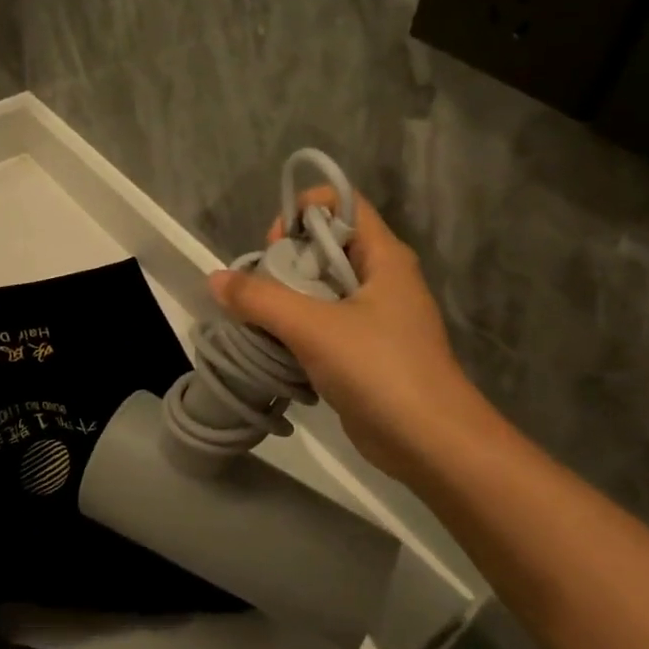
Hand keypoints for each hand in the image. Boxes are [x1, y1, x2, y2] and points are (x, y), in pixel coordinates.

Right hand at [209, 187, 477, 474]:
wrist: (433, 445)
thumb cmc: (380, 370)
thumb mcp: (313, 328)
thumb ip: (260, 299)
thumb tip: (215, 279)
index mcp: (383, 257)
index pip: (343, 204)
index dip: (304, 212)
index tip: (275, 244)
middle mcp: (382, 279)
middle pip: (326, 246)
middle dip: (286, 260)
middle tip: (260, 287)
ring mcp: (376, 317)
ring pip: (322, 288)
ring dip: (287, 298)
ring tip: (260, 319)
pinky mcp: (366, 351)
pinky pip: (324, 323)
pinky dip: (298, 328)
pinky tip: (276, 348)